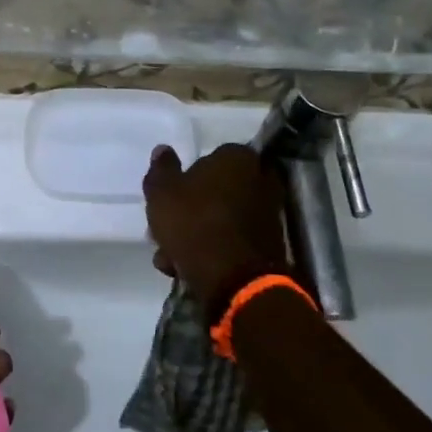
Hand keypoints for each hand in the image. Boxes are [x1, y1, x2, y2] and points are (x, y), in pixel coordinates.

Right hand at [143, 143, 291, 319]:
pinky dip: (212, 252)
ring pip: (221, 219)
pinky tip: (187, 269)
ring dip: (196, 235)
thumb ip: (161, 169)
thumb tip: (163, 150)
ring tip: (170, 259)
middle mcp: (261, 180)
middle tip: (164, 231)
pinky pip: (232, 241)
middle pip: (214, 192)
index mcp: (238, 157)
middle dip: (188, 212)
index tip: (165, 201)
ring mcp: (269, 215)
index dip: (183, 180)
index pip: (207, 159)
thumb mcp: (162, 192)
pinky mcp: (269, 246)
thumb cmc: (195, 223)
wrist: (236, 280)